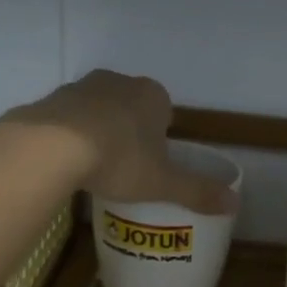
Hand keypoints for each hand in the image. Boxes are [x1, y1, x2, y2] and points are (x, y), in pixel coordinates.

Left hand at [1, 70, 236, 213]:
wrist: (52, 146)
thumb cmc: (119, 160)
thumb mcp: (162, 183)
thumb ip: (197, 192)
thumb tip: (235, 204)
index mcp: (152, 95)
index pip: (164, 111)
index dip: (161, 137)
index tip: (152, 162)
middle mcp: (118, 82)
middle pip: (130, 107)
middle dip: (130, 131)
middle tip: (126, 167)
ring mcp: (82, 87)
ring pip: (98, 110)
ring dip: (99, 130)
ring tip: (95, 166)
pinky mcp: (51, 99)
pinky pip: (68, 118)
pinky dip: (70, 134)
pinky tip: (67, 160)